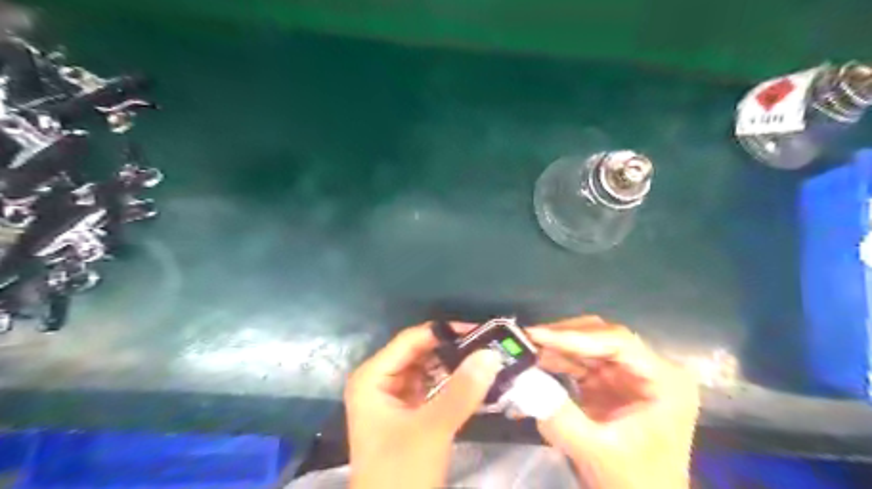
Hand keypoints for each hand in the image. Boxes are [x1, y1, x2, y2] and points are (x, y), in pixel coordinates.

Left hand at [344, 320, 500, 488]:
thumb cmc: (400, 473)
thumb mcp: (431, 430)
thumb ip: (461, 391)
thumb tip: (490, 353)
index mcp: (372, 377)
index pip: (411, 340)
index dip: (444, 332)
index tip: (479, 331)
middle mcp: (380, 380)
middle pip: (420, 353)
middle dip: (453, 350)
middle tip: (489, 345)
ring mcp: (394, 397)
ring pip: (428, 369)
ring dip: (455, 366)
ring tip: (488, 359)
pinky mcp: (409, 412)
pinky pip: (433, 388)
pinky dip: (452, 385)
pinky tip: (476, 381)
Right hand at [524, 317, 698, 488]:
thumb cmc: (634, 482)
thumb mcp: (596, 451)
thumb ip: (560, 417)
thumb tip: (525, 382)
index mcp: (665, 381)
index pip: (617, 342)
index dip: (575, 336)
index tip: (537, 336)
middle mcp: (649, 369)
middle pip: (602, 336)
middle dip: (563, 336)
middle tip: (528, 338)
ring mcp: (630, 374)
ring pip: (589, 344)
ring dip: (557, 346)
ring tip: (526, 349)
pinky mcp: (611, 382)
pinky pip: (582, 361)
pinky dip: (559, 361)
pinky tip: (537, 363)